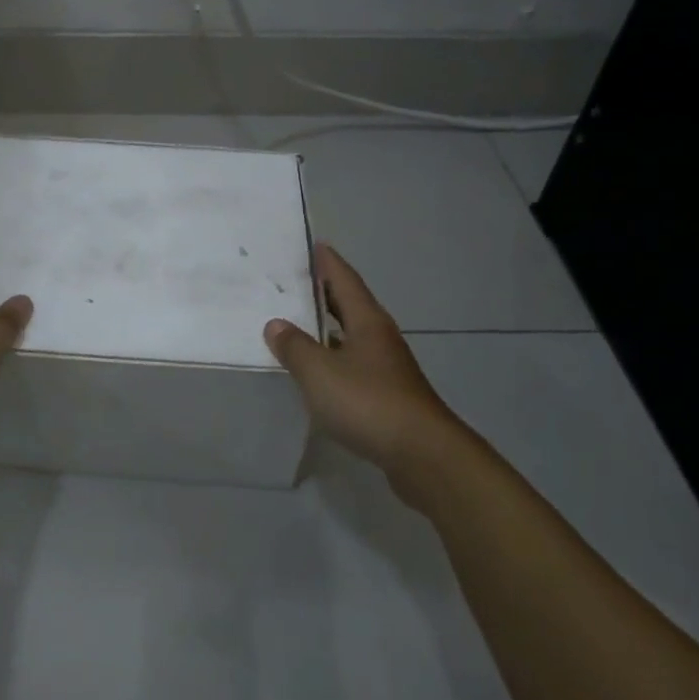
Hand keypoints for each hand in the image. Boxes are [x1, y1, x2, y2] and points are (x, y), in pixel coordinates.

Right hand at [264, 243, 462, 482]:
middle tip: (299, 282)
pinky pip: (355, 366)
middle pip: (351, 307)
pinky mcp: (389, 397)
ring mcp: (388, 369)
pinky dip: (335, 360)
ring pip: (353, 338)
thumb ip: (295, 346)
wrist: (422, 455)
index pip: (345, 281)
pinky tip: (319, 372)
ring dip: (330, 329)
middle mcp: (380, 339)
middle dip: (327, 293)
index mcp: (367, 322)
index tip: (316, 245)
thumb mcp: (319, 372)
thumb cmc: (368, 402)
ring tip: (301, 324)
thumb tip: (276, 324)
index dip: (329, 263)